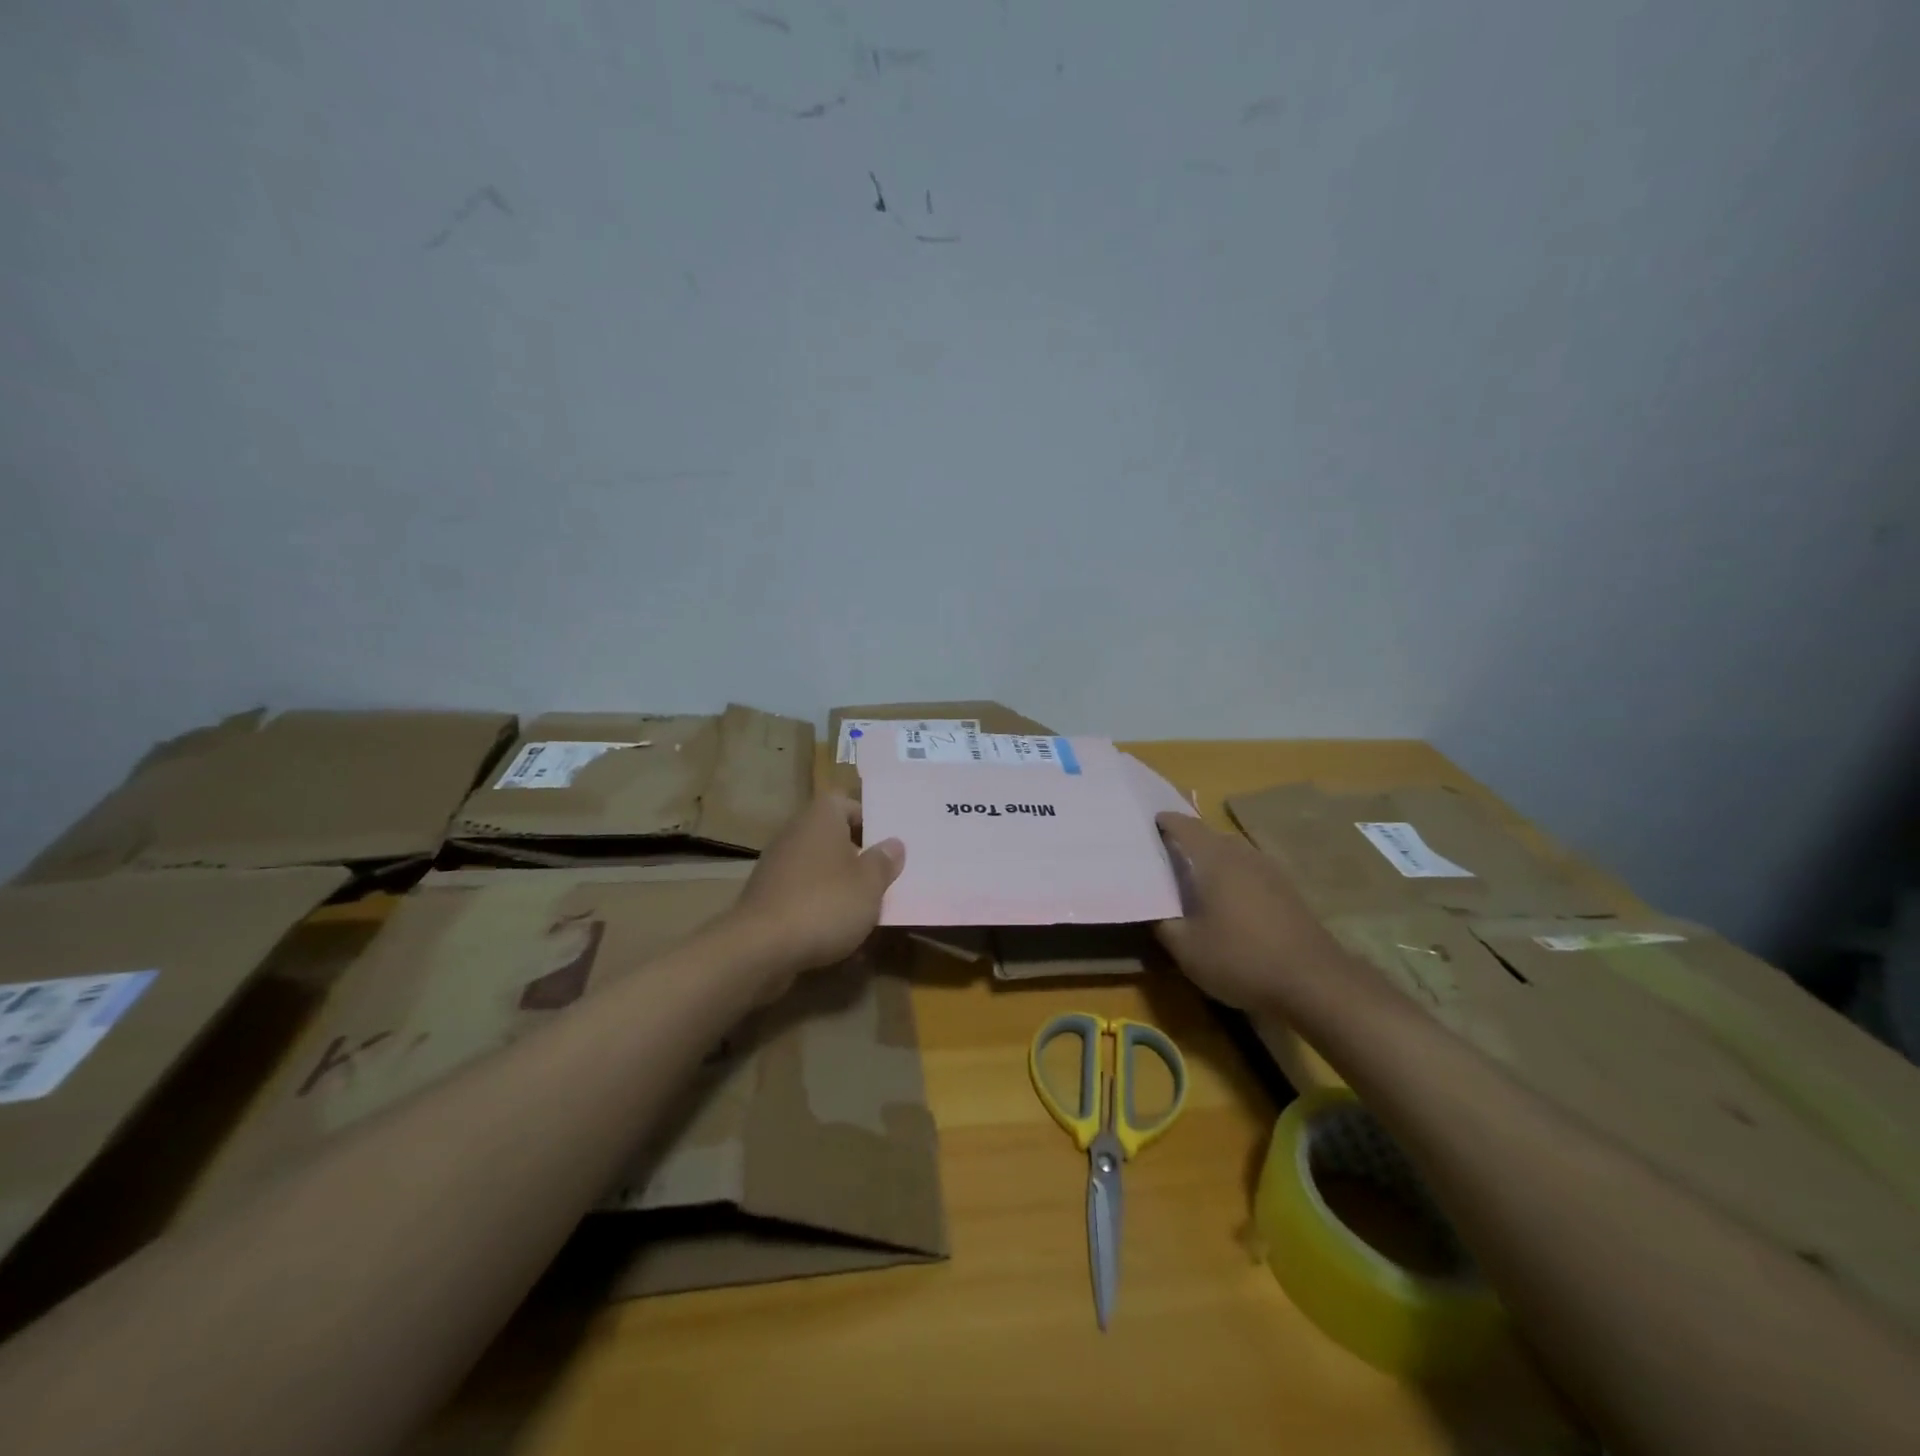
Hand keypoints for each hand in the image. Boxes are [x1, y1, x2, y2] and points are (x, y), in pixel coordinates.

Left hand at [729, 794, 904, 983]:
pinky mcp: (766, 897)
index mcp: (821, 818)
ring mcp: (776, 865)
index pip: (847, 803)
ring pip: (817, 866)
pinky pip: (801, 893)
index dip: (869, 820)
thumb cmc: (825, 904)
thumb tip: (894, 843)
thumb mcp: (869, 884)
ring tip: (864, 909)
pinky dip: (818, 906)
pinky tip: (835, 932)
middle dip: (856, 856)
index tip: (887, 844)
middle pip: (832, 836)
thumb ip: (884, 861)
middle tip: (882, 877)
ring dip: (838, 884)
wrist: (760, 948)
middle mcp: (795, 833)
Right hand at [1153, 812, 1356, 1012]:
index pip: (1185, 827)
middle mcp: (1243, 855)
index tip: (1150, 823)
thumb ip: (1162, 923)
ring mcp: (1270, 871)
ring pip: (1233, 854)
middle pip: (1210, 837)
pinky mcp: (1288, 891)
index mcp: (1214, 859)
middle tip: (1165, 857)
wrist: (1314, 982)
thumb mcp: (1186, 949)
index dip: (1166, 822)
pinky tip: (1228, 902)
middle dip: (1188, 843)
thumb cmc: (1241, 958)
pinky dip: (1233, 878)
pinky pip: (1250, 872)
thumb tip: (1151, 908)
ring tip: (1194, 880)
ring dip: (1213, 861)